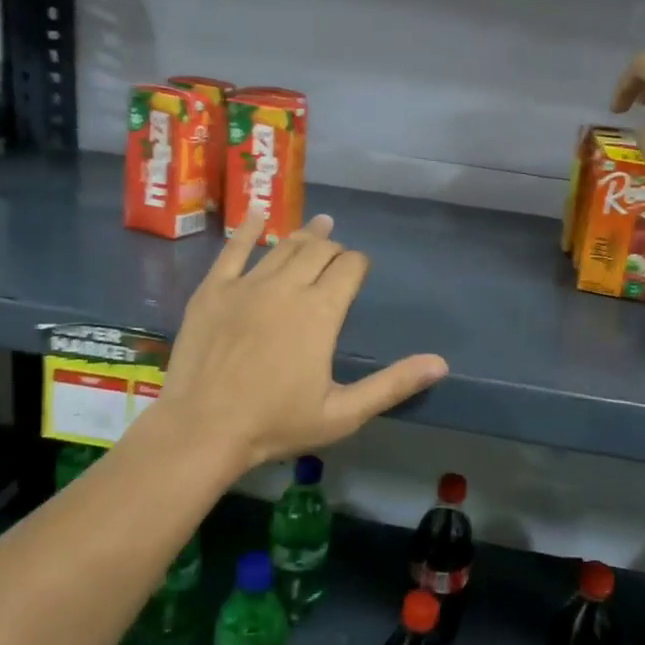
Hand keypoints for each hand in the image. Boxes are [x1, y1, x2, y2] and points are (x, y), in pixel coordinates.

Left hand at [153, 211, 448, 472]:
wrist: (203, 430)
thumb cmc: (276, 424)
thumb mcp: (343, 413)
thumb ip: (392, 384)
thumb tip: (440, 363)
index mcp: (321, 311)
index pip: (350, 267)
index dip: (359, 264)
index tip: (360, 271)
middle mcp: (287, 286)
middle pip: (319, 250)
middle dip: (335, 248)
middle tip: (339, 256)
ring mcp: (246, 284)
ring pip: (282, 246)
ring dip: (304, 235)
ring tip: (318, 226)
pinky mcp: (213, 290)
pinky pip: (233, 249)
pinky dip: (248, 229)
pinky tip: (259, 214)